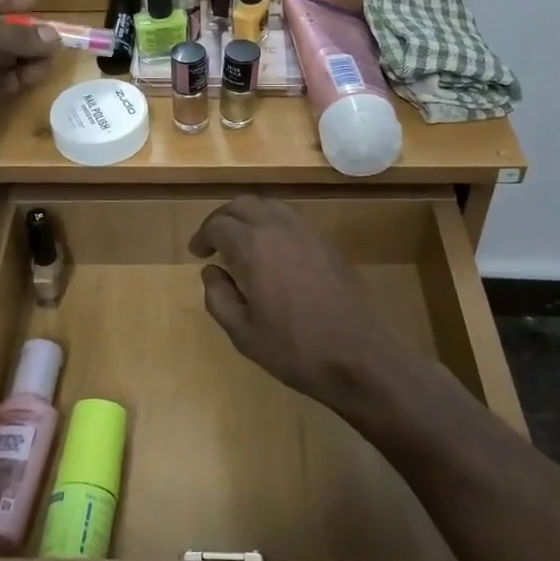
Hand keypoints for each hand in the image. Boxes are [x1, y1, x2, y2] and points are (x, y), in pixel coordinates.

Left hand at [0, 0, 58, 147]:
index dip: (7, 2)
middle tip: (53, 35)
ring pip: (0, 58)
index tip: (36, 2)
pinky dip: (21, 77)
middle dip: (23, 33)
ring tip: (53, 56)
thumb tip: (54, 38)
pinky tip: (40, 73)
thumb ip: (19, 35)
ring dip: (26, 56)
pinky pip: (2, 81)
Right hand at [189, 196, 406, 409]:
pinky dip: (272, 222)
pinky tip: (271, 250)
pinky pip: (291, 217)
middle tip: (214, 241)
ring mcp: (307, 231)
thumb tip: (212, 271)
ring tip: (240, 241)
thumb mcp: (244, 334)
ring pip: (269, 205)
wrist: (361, 356)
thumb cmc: (296, 349)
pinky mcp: (326, 242)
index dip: (203, 236)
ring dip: (249, 215)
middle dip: (223, 218)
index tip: (197, 253)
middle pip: (243, 204)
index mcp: (254, 247)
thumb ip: (218, 298)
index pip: (218, 225)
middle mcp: (279, 228)